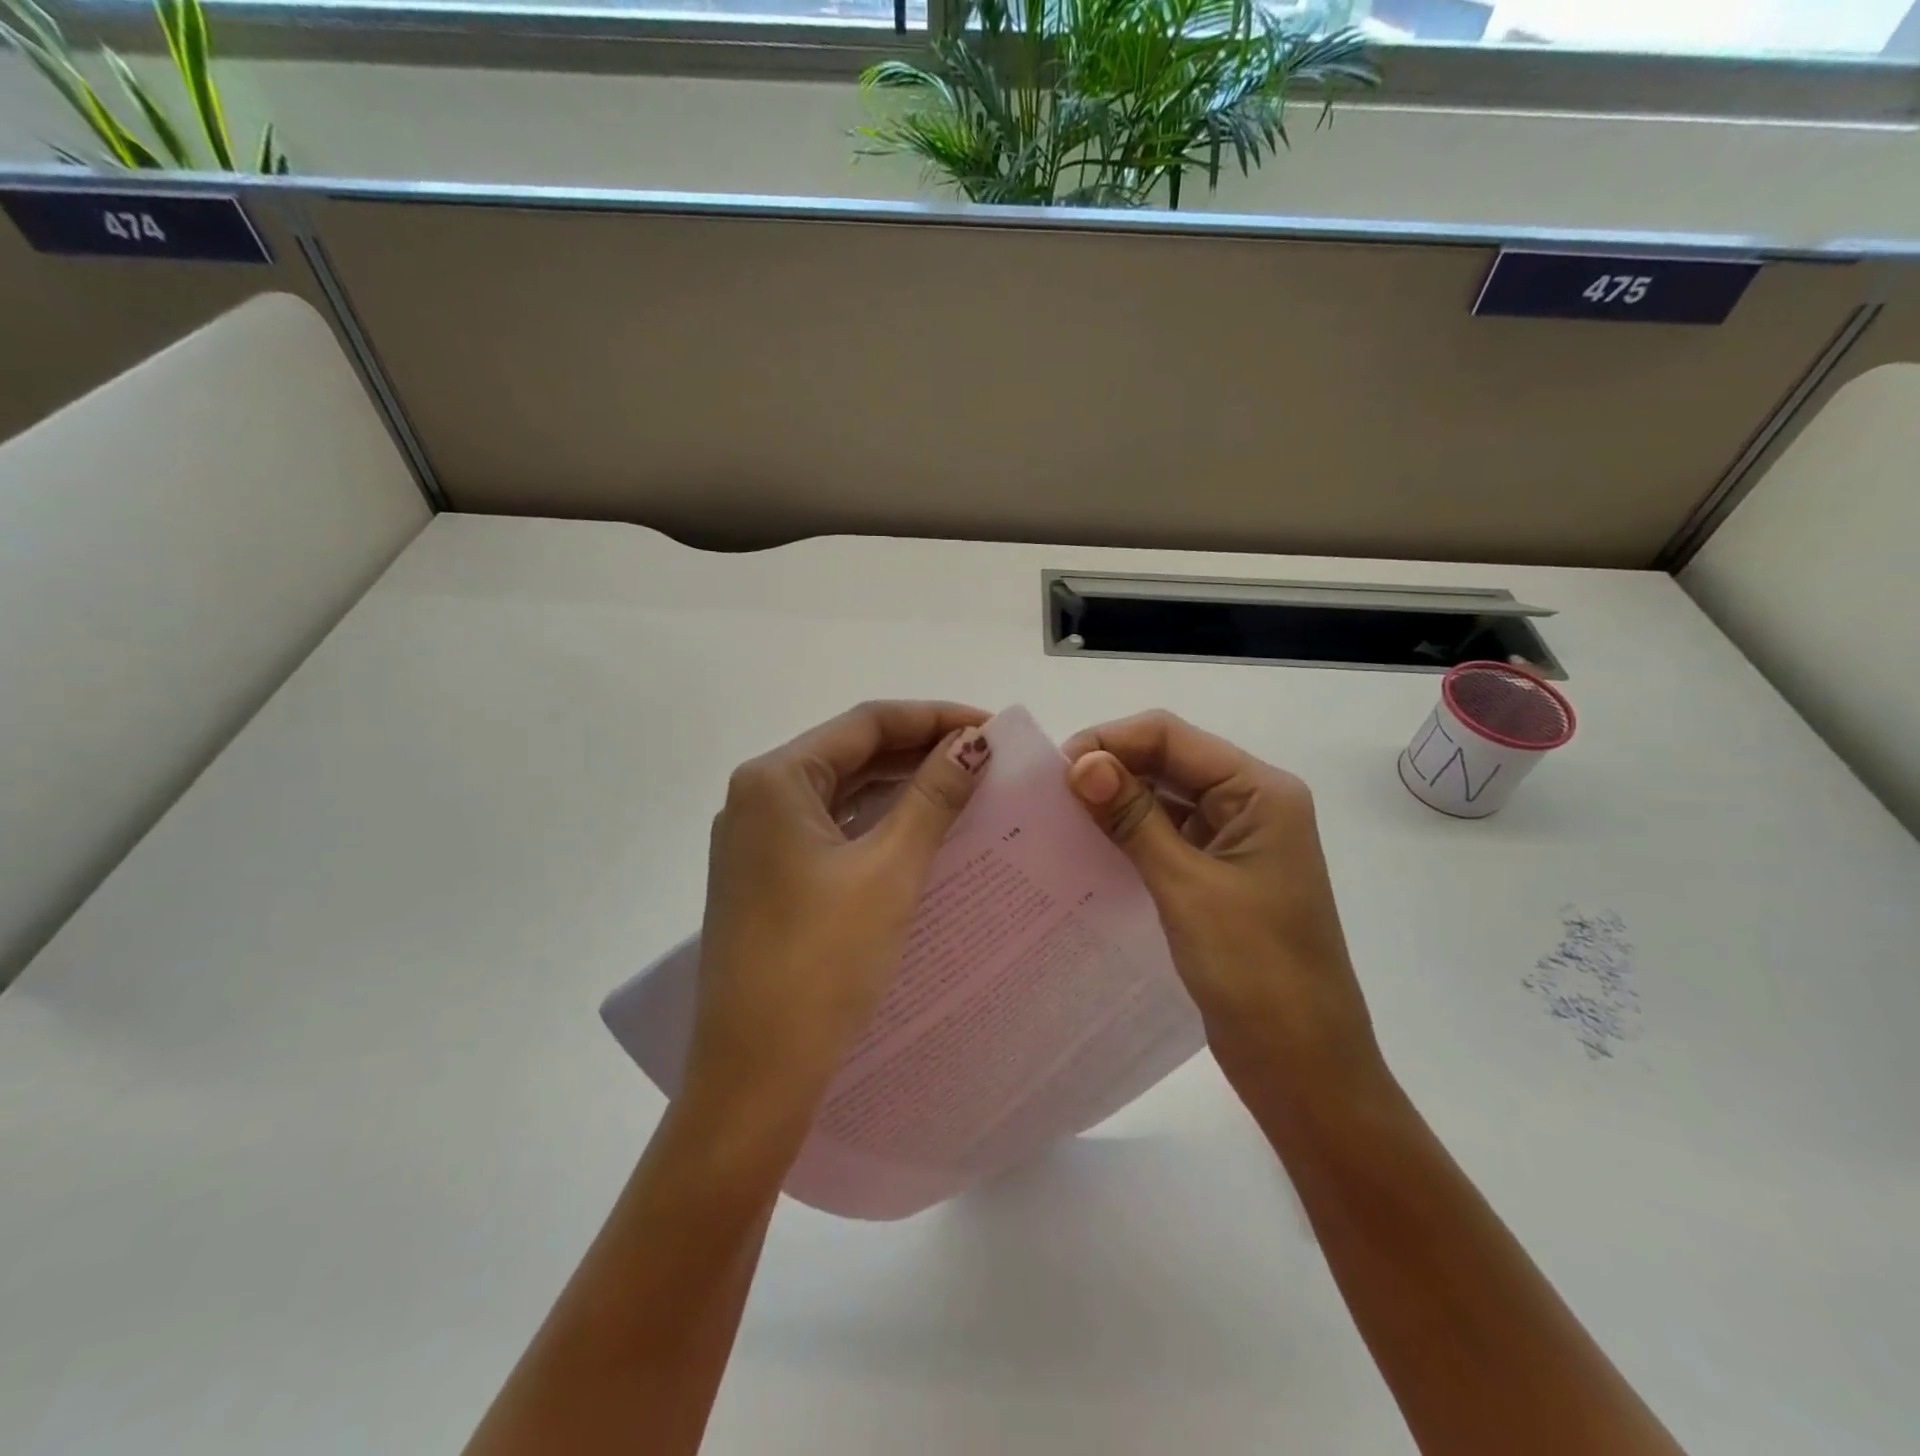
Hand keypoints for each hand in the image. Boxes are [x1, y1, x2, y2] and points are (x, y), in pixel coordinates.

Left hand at [686, 701, 991, 1136]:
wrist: (754, 1075)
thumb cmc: (822, 961)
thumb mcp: (889, 869)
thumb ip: (933, 796)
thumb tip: (974, 742)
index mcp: (775, 780)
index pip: (866, 723)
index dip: (934, 718)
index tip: (992, 729)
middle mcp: (757, 799)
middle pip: (851, 753)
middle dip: (919, 750)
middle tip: (986, 761)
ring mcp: (757, 842)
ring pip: (841, 793)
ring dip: (899, 787)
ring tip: (963, 789)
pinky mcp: (767, 880)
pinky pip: (831, 831)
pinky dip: (876, 823)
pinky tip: (917, 833)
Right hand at [1062, 711, 1381, 1091]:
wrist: (1304, 1068)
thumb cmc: (1256, 972)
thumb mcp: (1186, 887)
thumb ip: (1133, 818)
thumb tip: (1081, 762)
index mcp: (1260, 792)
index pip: (1172, 736)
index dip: (1110, 741)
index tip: (1055, 773)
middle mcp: (1251, 804)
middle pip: (1169, 760)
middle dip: (1110, 769)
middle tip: (1049, 797)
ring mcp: (1236, 841)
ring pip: (1165, 798)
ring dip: (1116, 802)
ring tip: (1060, 819)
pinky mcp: (1220, 875)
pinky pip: (1168, 836)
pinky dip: (1130, 835)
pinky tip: (1090, 848)